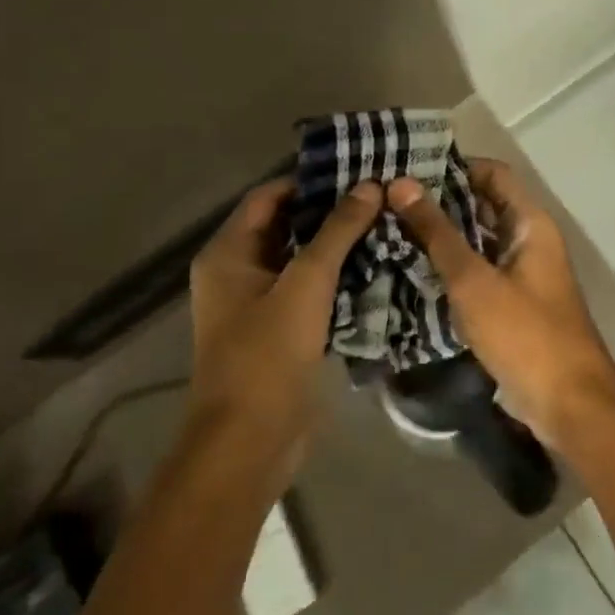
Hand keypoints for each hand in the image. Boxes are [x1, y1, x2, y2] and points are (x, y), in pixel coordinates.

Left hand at [184, 178, 381, 487]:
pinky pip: (309, 288)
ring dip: (338, 243)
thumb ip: (338, 231)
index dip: (311, 181)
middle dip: (331, 211)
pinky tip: (377, 264)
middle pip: (287, 225)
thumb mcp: (306, 284)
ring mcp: (259, 302)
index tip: (357, 170)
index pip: (270, 196)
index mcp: (229, 253)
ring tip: (386, 222)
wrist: (249, 444)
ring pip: (302, 258)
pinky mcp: (279, 329)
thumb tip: (370, 185)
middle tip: (380, 195)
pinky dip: (337, 275)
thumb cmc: (267, 355)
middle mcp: (238, 271)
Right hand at [385, 162, 614, 448]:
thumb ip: (437, 233)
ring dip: (443, 235)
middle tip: (389, 200)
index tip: (409, 169)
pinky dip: (452, 265)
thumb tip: (400, 183)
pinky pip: (479, 270)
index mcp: (530, 223)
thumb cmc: (525, 333)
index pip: (493, 174)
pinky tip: (412, 269)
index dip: (455, 167)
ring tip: (391, 228)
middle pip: (484, 205)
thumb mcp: (474, 281)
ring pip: (478, 240)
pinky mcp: (512, 302)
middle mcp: (529, 239)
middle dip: (441, 202)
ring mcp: (522, 272)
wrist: (568, 403)